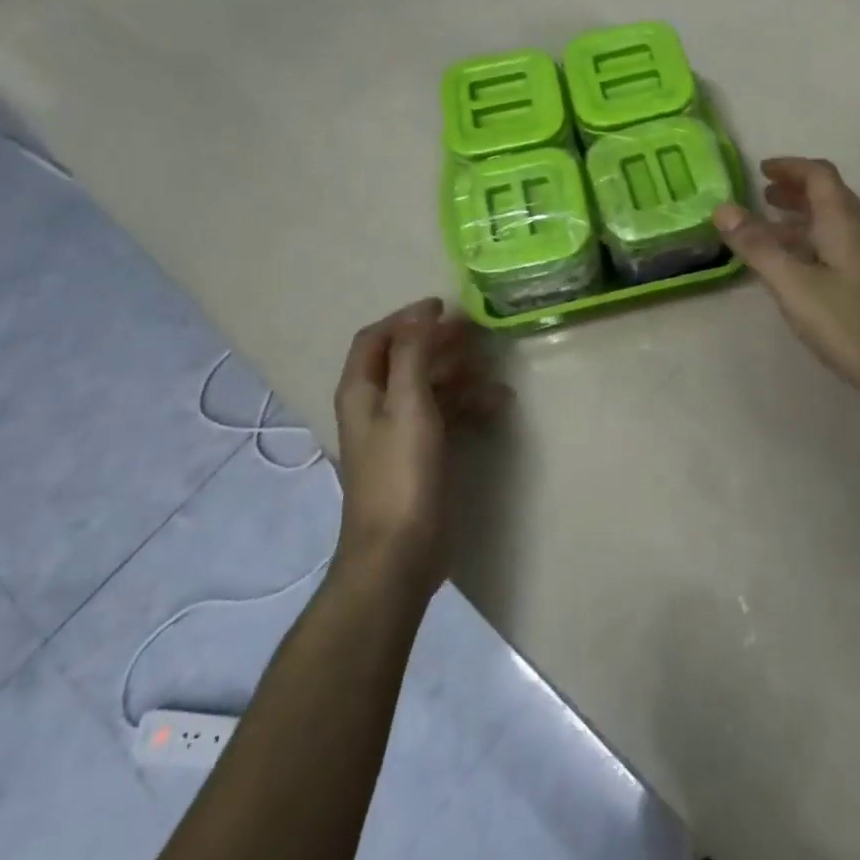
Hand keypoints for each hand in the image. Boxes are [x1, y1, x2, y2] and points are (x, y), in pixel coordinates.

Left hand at [332, 298, 504, 589]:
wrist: (398, 552)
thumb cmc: (401, 473)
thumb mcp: (408, 405)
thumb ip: (413, 355)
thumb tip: (422, 313)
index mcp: (362, 390)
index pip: (377, 338)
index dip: (407, 318)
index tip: (445, 306)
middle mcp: (375, 406)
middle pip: (405, 359)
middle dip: (438, 343)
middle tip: (477, 333)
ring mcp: (398, 432)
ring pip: (429, 387)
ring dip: (458, 374)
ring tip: (494, 369)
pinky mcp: (420, 455)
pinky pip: (445, 415)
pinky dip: (467, 404)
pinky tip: (496, 404)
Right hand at [715, 158, 859, 420]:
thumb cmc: (849, 322)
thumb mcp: (793, 284)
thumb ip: (757, 246)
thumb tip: (722, 208)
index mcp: (843, 221)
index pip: (819, 175)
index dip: (790, 167)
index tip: (761, 170)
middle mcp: (859, 231)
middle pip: (828, 196)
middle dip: (794, 191)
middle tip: (762, 195)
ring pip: (831, 224)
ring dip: (800, 218)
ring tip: (768, 229)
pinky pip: (835, 247)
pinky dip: (809, 244)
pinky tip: (793, 268)